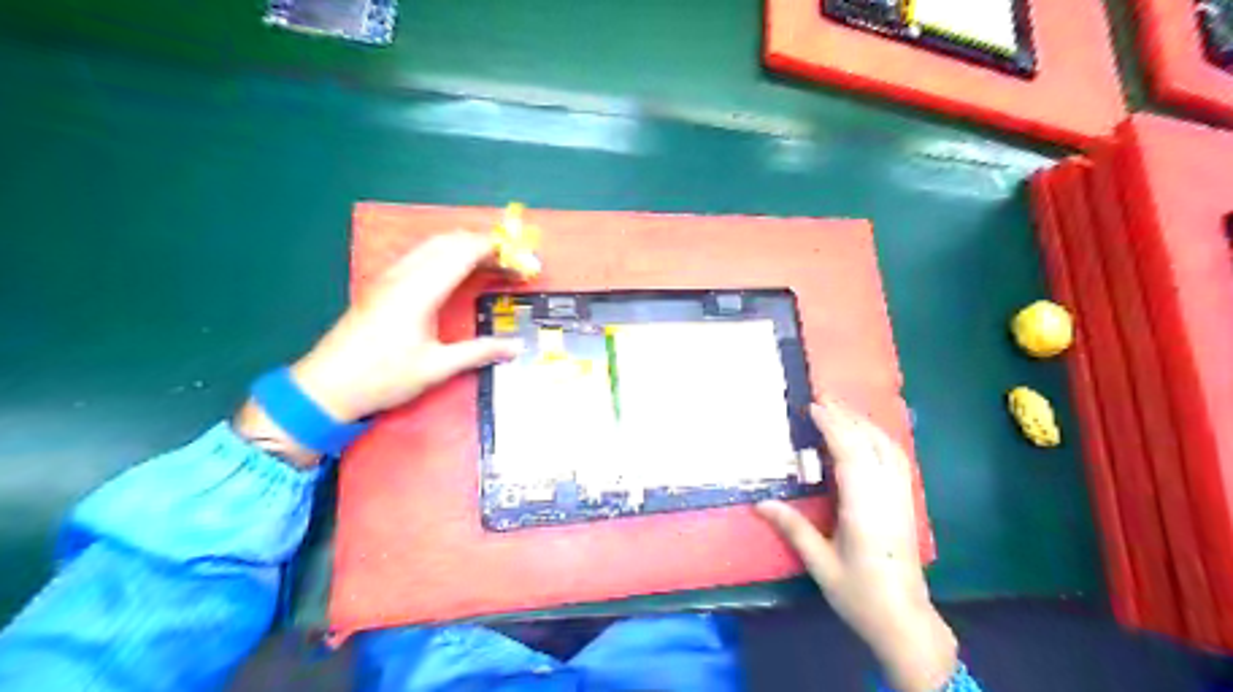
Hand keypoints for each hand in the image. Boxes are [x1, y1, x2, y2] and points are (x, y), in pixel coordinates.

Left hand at [235, 229, 518, 468]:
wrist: (326, 386)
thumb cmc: (383, 377)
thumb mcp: (436, 368)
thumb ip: (479, 352)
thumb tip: (515, 347)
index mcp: (420, 290)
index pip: (463, 253)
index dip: (495, 251)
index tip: (521, 262)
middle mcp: (404, 275)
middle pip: (449, 241)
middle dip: (483, 245)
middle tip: (510, 263)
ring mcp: (389, 278)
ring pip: (432, 245)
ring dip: (463, 247)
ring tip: (489, 264)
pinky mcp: (381, 285)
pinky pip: (419, 256)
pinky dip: (444, 254)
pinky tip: (453, 272)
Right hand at [757, 398, 956, 690]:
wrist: (904, 620)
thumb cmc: (860, 594)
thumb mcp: (821, 564)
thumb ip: (793, 529)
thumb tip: (761, 502)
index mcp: (864, 508)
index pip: (850, 455)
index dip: (833, 426)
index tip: (814, 406)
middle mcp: (887, 496)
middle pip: (871, 443)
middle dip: (847, 416)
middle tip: (823, 397)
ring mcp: (901, 498)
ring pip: (888, 448)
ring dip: (865, 423)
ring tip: (841, 409)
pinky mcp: (906, 503)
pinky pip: (896, 458)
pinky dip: (880, 438)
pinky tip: (867, 435)